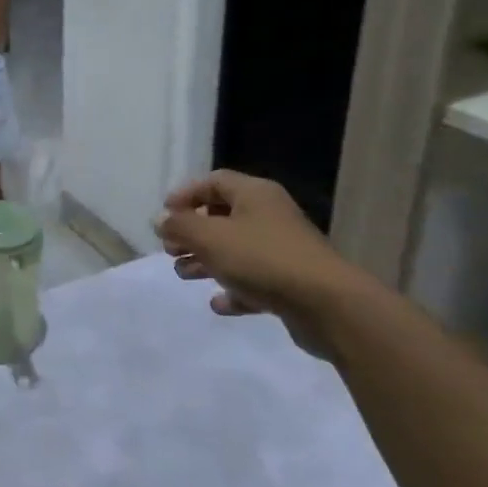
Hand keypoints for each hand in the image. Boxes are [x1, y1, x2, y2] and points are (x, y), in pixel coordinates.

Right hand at [153, 171, 359, 353]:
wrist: (327, 304)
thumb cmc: (262, 259)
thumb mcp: (210, 238)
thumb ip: (180, 226)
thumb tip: (160, 219)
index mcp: (254, 194)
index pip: (213, 181)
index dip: (185, 195)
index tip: (164, 216)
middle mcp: (269, 215)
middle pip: (222, 216)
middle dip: (192, 232)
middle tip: (170, 249)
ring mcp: (282, 249)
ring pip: (235, 249)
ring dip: (206, 261)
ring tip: (184, 274)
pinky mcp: (290, 282)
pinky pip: (254, 280)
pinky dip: (233, 288)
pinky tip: (218, 303)